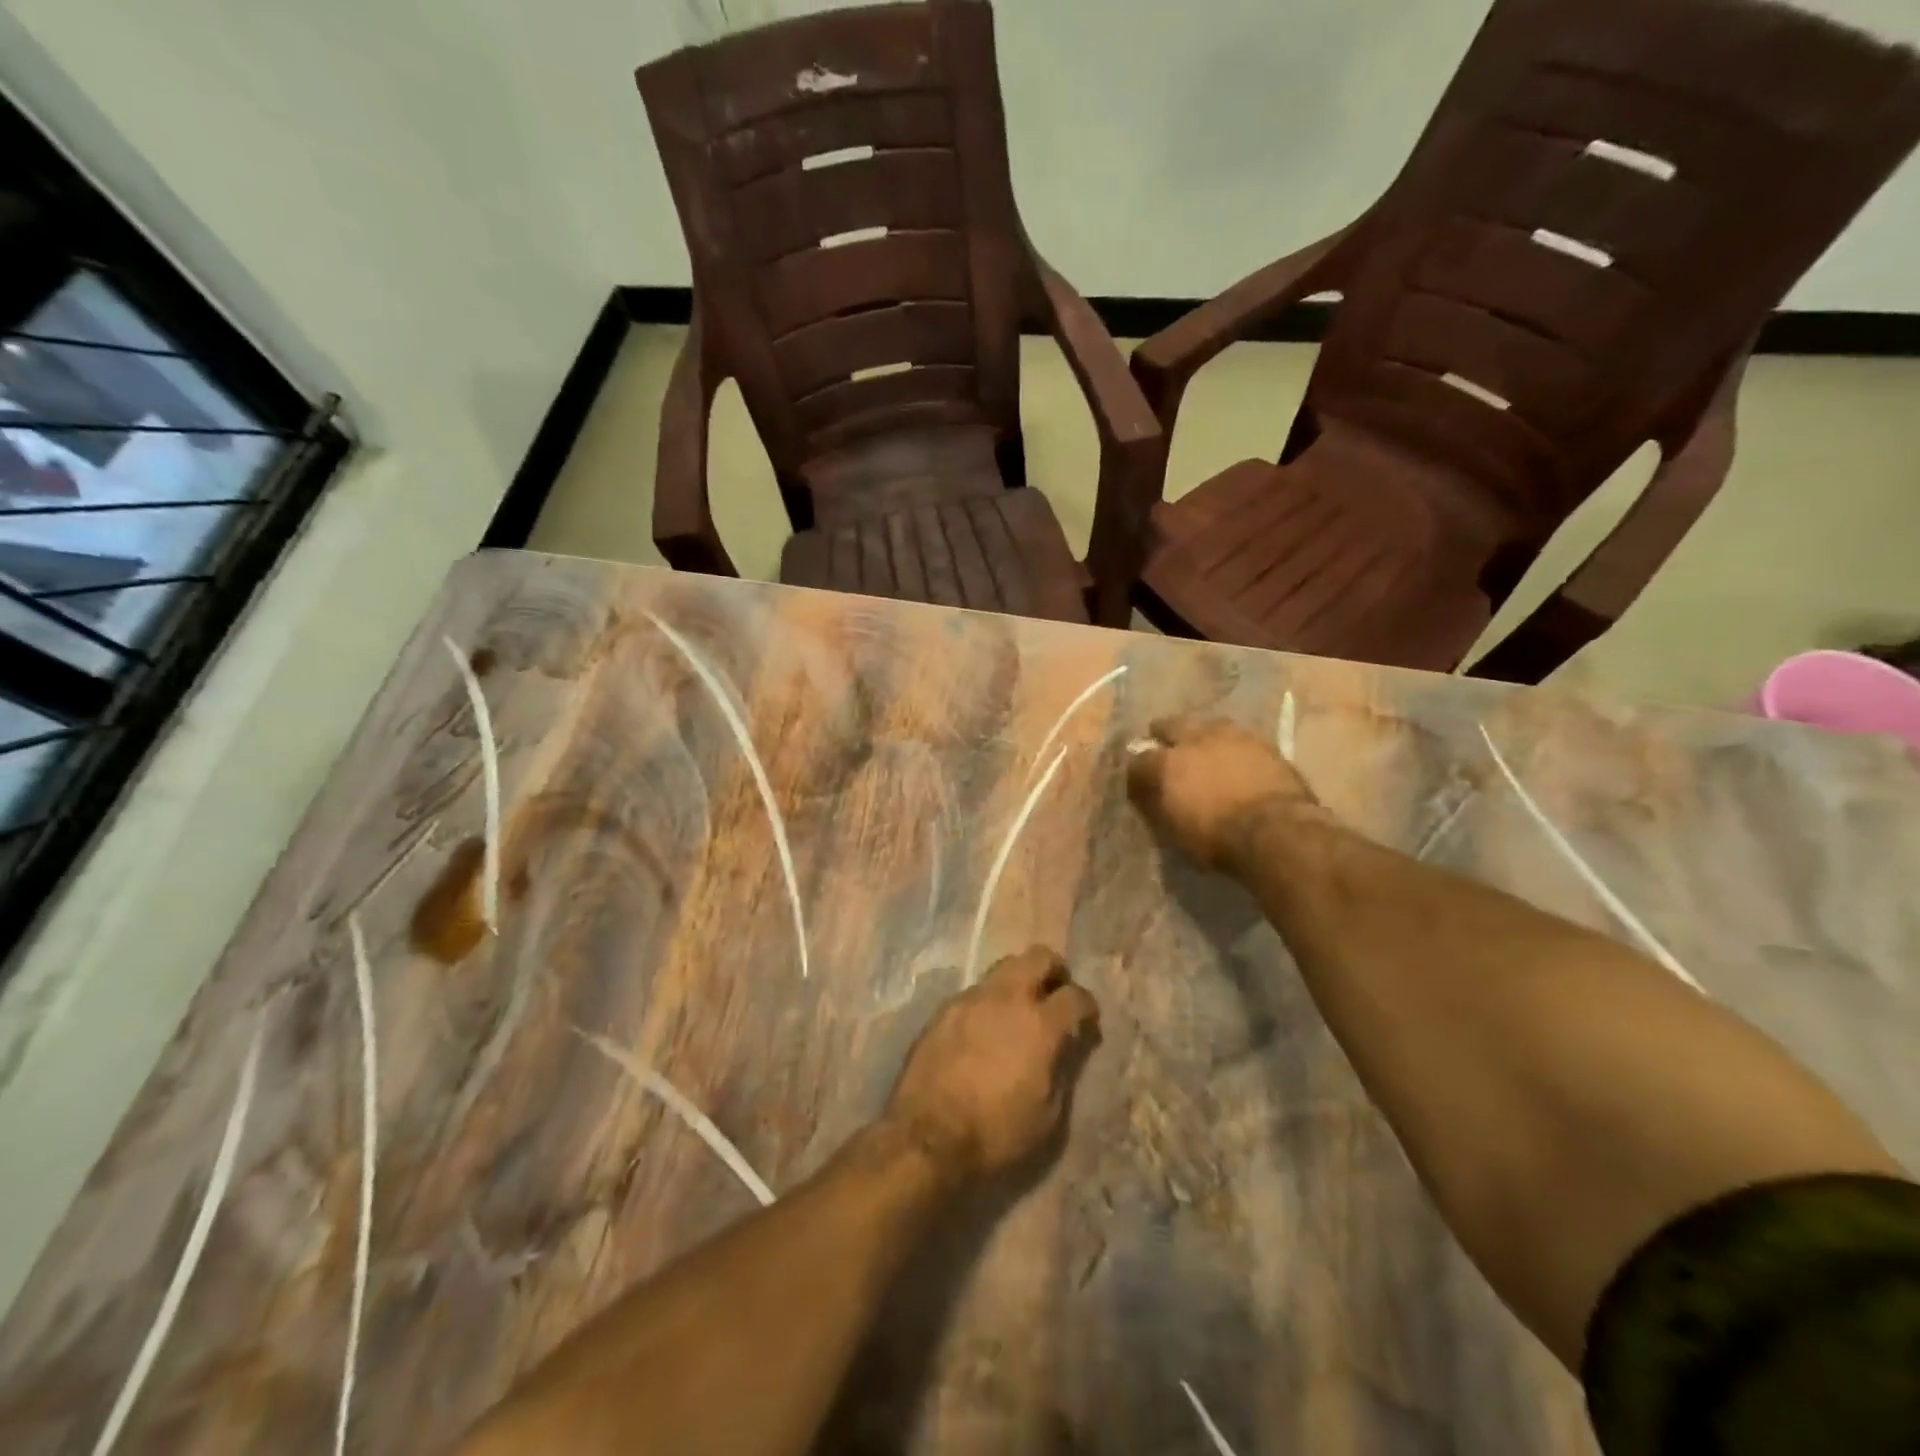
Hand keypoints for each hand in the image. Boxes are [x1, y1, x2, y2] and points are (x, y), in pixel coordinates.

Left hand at [886, 948, 1100, 1183]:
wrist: (927, 1137)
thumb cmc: (996, 1134)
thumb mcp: (1048, 1116)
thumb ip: (1062, 1070)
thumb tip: (1066, 1046)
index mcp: (1040, 1025)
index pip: (1075, 995)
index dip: (1087, 1007)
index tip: (1086, 1022)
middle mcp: (1007, 999)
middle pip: (1039, 957)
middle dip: (1054, 972)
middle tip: (1055, 996)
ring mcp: (971, 999)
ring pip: (1004, 968)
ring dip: (1019, 983)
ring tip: (1018, 1013)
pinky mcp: (944, 1009)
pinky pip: (975, 992)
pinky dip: (989, 1003)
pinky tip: (984, 1030)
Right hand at [1127, 714, 1326, 869]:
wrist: (1276, 830)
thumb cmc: (1218, 839)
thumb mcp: (1175, 832)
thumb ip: (1157, 807)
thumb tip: (1146, 796)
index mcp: (1166, 764)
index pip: (1138, 762)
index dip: (1135, 775)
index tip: (1138, 786)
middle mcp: (1194, 740)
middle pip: (1170, 725)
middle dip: (1163, 735)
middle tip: (1165, 749)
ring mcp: (1230, 736)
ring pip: (1206, 723)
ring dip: (1200, 734)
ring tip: (1202, 747)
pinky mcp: (1262, 741)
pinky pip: (1238, 735)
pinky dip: (1230, 744)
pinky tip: (1233, 755)